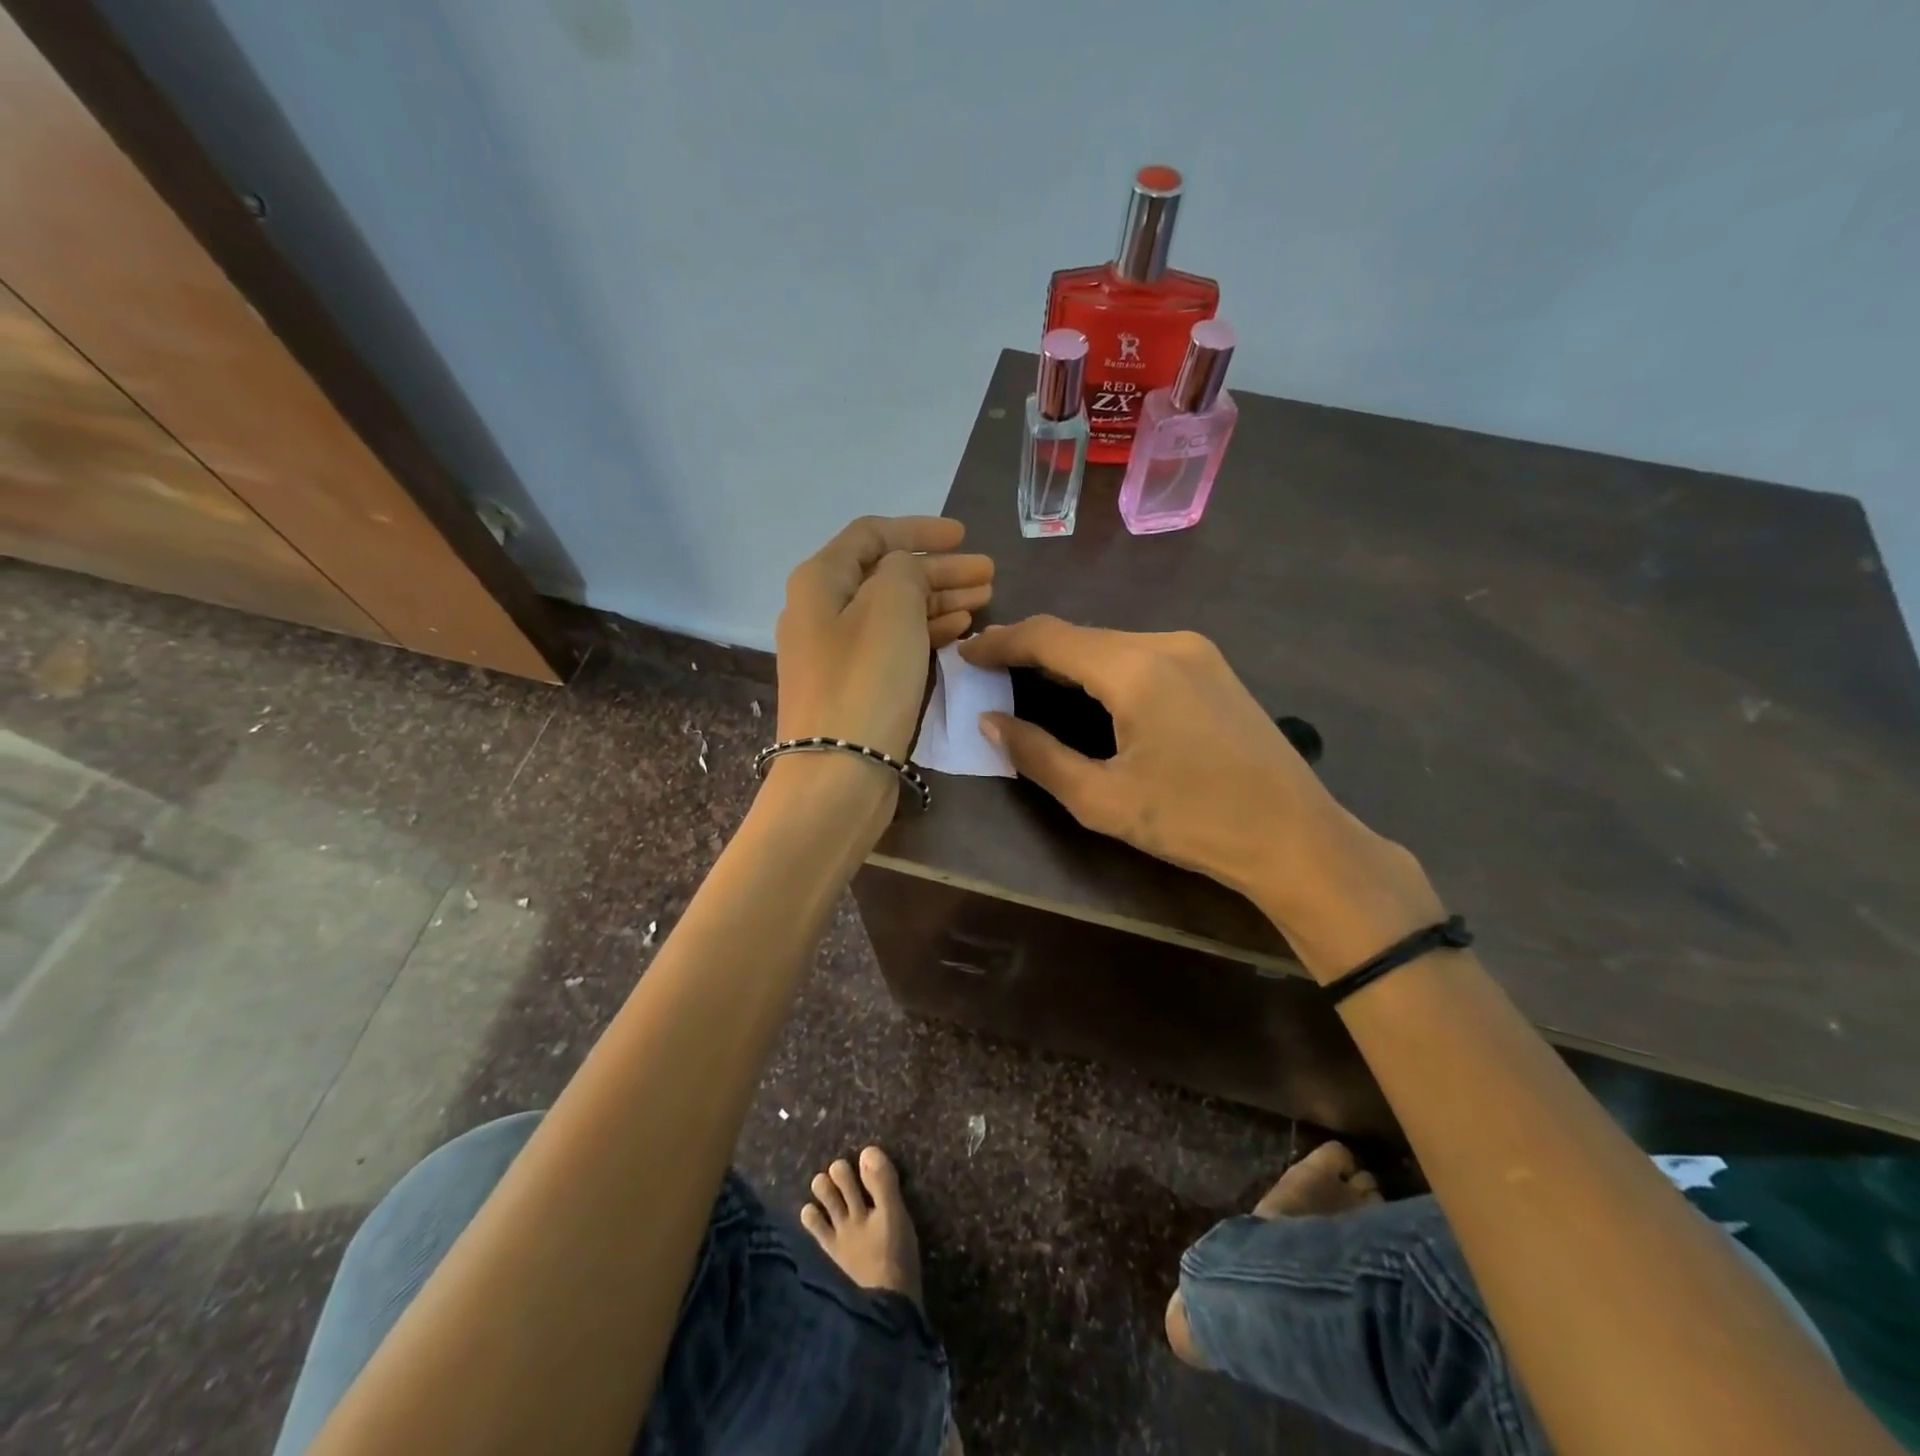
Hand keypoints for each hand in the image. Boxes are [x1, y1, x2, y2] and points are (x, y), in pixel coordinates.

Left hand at [775, 516, 992, 762]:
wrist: (839, 774)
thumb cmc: (866, 681)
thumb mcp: (890, 606)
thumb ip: (905, 570)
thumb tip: (907, 572)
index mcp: (819, 581)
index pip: (872, 534)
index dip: (919, 530)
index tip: (964, 536)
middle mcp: (821, 611)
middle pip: (887, 575)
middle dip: (939, 569)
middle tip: (988, 574)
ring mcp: (836, 653)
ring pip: (894, 611)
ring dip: (939, 600)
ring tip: (984, 600)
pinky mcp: (854, 687)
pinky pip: (894, 644)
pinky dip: (926, 632)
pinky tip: (958, 632)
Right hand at [960, 617, 1440, 978]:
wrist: (1295, 837)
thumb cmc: (1193, 823)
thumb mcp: (1101, 799)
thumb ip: (1038, 755)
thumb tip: (991, 722)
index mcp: (1135, 668)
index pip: (1049, 637)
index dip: (1001, 642)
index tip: (965, 654)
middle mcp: (1166, 642)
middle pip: (1080, 635)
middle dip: (1030, 649)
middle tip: (988, 669)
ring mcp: (1196, 651)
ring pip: (1110, 642)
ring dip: (1066, 658)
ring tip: (1026, 679)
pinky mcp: (1212, 667)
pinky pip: (1139, 654)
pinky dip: (1101, 666)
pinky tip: (1085, 690)